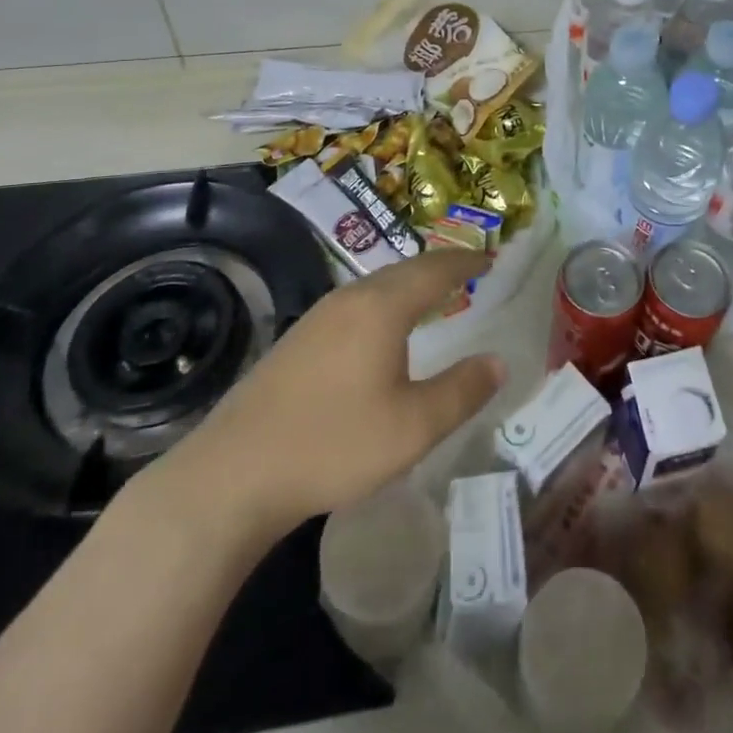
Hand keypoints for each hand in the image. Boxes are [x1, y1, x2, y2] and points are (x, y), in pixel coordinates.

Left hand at [140, 246, 506, 542]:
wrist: (233, 474)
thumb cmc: (333, 445)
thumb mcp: (413, 427)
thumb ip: (461, 391)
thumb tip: (498, 361)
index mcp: (382, 307)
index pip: (435, 269)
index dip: (466, 261)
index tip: (491, 257)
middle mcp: (350, 298)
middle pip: (405, 270)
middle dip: (440, 267)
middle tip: (467, 271)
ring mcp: (319, 316)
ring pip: (377, 285)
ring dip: (410, 284)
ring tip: (432, 295)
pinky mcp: (298, 339)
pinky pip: (356, 303)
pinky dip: (385, 302)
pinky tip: (382, 330)